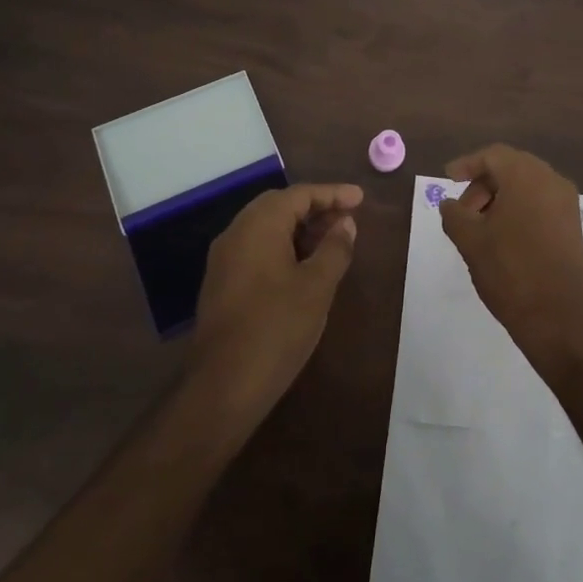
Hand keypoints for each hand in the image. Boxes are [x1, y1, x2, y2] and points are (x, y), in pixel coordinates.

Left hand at [190, 183, 362, 419]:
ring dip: (299, 228)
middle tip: (347, 217)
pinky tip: (303, 267)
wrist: (222, 387)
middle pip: (279, 206)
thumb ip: (334, 248)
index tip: (361, 199)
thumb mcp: (317, 286)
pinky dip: (283, 246)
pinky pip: (256, 248)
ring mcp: (224, 259)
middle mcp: (236, 233)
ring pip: (266, 228)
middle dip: (315, 208)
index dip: (332, 194)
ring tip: (332, 241)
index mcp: (258, 225)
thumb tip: (345, 223)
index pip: (299, 194)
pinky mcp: (221, 283)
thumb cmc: (276, 329)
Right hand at [438, 146, 582, 379]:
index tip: (448, 179)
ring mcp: (567, 204)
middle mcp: (552, 181)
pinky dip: (518, 209)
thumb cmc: (511, 272)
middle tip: (462, 210)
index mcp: (527, 176)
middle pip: (511, 168)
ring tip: (479, 227)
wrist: (561, 318)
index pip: (493, 155)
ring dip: (500, 198)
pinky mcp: (573, 226)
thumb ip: (454, 215)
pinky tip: (502, 237)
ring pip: (527, 186)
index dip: (467, 164)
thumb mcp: (471, 242)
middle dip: (483, 184)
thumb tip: (449, 204)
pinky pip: (540, 203)